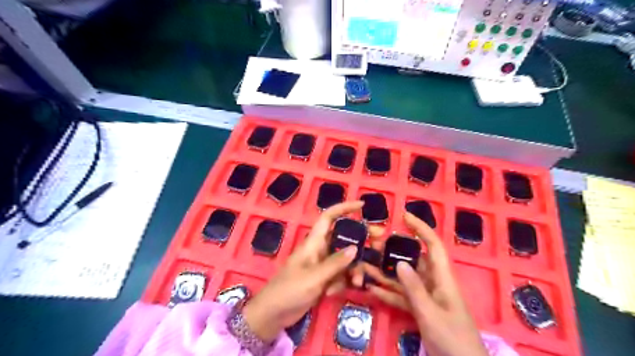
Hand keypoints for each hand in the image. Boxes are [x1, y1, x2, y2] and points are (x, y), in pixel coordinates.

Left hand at [243, 201, 361, 341]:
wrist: (273, 314)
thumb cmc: (289, 290)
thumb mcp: (314, 277)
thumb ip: (335, 263)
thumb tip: (355, 248)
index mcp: (314, 242)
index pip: (329, 217)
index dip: (344, 208)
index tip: (362, 206)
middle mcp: (320, 250)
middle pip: (344, 238)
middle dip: (362, 240)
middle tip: (381, 242)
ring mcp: (323, 265)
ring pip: (346, 259)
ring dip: (354, 269)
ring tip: (359, 281)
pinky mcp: (324, 279)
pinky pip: (341, 275)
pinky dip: (345, 281)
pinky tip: (340, 292)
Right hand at [362, 213, 486, 354]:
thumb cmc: (453, 341)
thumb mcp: (431, 315)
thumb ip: (414, 289)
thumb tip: (400, 262)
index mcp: (443, 279)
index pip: (433, 246)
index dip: (421, 228)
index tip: (404, 216)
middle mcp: (434, 284)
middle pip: (414, 260)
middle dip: (394, 251)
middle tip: (373, 245)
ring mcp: (426, 298)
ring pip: (404, 279)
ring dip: (386, 272)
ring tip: (366, 264)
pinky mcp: (420, 311)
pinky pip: (402, 297)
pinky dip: (388, 293)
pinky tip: (372, 289)